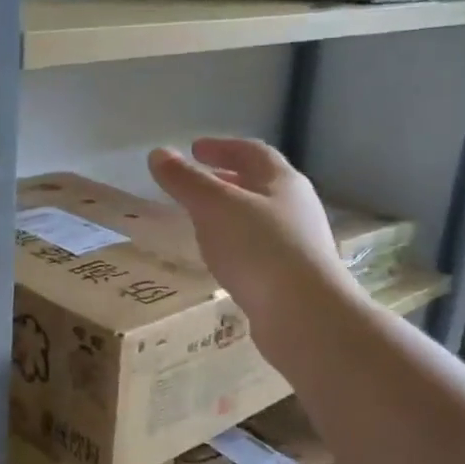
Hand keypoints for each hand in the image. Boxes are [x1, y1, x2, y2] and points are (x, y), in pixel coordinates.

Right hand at [148, 138, 356, 342]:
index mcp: (283, 182)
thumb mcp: (215, 207)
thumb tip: (158, 153)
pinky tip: (219, 259)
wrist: (305, 315)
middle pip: (259, 185)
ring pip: (258, 218)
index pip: (251, 152)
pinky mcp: (292, 277)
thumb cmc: (260, 249)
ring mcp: (298, 244)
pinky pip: (258, 250)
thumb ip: (186, 180)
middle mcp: (296, 208)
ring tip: (200, 221)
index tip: (194, 149)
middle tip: (195, 184)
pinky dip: (235, 244)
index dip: (221, 147)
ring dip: (230, 214)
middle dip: (226, 180)